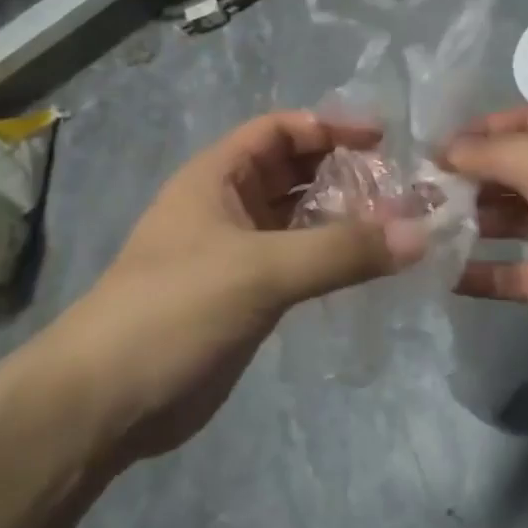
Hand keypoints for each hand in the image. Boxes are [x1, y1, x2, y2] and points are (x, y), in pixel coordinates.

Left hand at [67, 112, 427, 456]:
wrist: (107, 402)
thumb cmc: (175, 310)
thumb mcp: (260, 270)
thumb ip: (340, 250)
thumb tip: (420, 234)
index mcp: (216, 178)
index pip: (278, 130)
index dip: (328, 126)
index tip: (383, 139)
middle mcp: (227, 207)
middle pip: (294, 172)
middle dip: (344, 173)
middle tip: (402, 187)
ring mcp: (238, 254)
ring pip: (300, 219)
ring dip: (344, 218)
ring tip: (399, 225)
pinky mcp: (248, 297)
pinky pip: (300, 262)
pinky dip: (333, 257)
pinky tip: (370, 266)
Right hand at [444, 104, 527, 407]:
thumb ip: (498, 153)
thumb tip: (447, 148)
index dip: (484, 127)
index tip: (435, 145)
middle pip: (517, 169)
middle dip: (470, 175)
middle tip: (417, 190)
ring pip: (513, 220)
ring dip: (472, 221)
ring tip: (421, 225)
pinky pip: (518, 272)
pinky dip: (485, 272)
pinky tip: (444, 274)